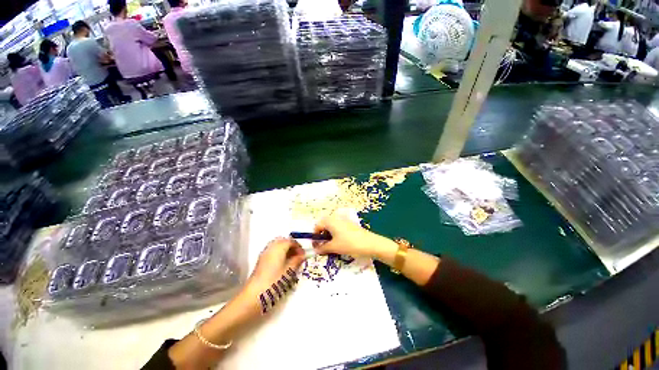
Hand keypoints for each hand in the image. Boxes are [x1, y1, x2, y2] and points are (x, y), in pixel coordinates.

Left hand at [246, 237, 304, 293]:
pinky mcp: (261, 260)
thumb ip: (296, 261)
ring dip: (285, 249)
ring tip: (291, 260)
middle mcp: (271, 247)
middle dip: (291, 246)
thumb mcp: (289, 271)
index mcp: (279, 247)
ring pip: (277, 245)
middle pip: (283, 241)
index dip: (299, 247)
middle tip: (297, 255)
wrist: (254, 294)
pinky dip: (279, 253)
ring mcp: (264, 253)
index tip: (303, 255)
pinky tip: (282, 264)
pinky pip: (272, 251)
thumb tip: (302, 256)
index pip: (291, 241)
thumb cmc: (274, 281)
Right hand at [313, 215, 391, 257]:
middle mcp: (336, 218)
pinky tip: (341, 243)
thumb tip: (315, 250)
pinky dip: (336, 234)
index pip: (317, 226)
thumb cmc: (349, 244)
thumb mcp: (334, 247)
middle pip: (324, 225)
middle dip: (322, 235)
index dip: (315, 236)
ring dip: (329, 235)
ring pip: (332, 226)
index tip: (316, 246)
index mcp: (330, 221)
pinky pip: (339, 227)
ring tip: (332, 246)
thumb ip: (322, 248)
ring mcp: (344, 220)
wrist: (370, 243)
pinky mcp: (350, 224)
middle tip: (324, 246)